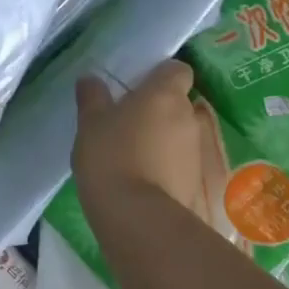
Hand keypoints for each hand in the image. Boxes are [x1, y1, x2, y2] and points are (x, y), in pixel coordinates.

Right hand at [72, 60, 213, 218]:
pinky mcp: (197, 182)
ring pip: (181, 135)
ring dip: (164, 141)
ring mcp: (197, 151)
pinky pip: (181, 164)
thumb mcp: (90, 124)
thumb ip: (92, 97)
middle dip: (159, 111)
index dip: (161, 76)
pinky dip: (167, 167)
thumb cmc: (111, 157)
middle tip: (128, 124)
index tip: (139, 89)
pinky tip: (142, 181)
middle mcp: (189, 117)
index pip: (178, 70)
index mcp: (166, 94)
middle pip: (179, 103)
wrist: (138, 218)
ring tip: (133, 157)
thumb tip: (91, 79)